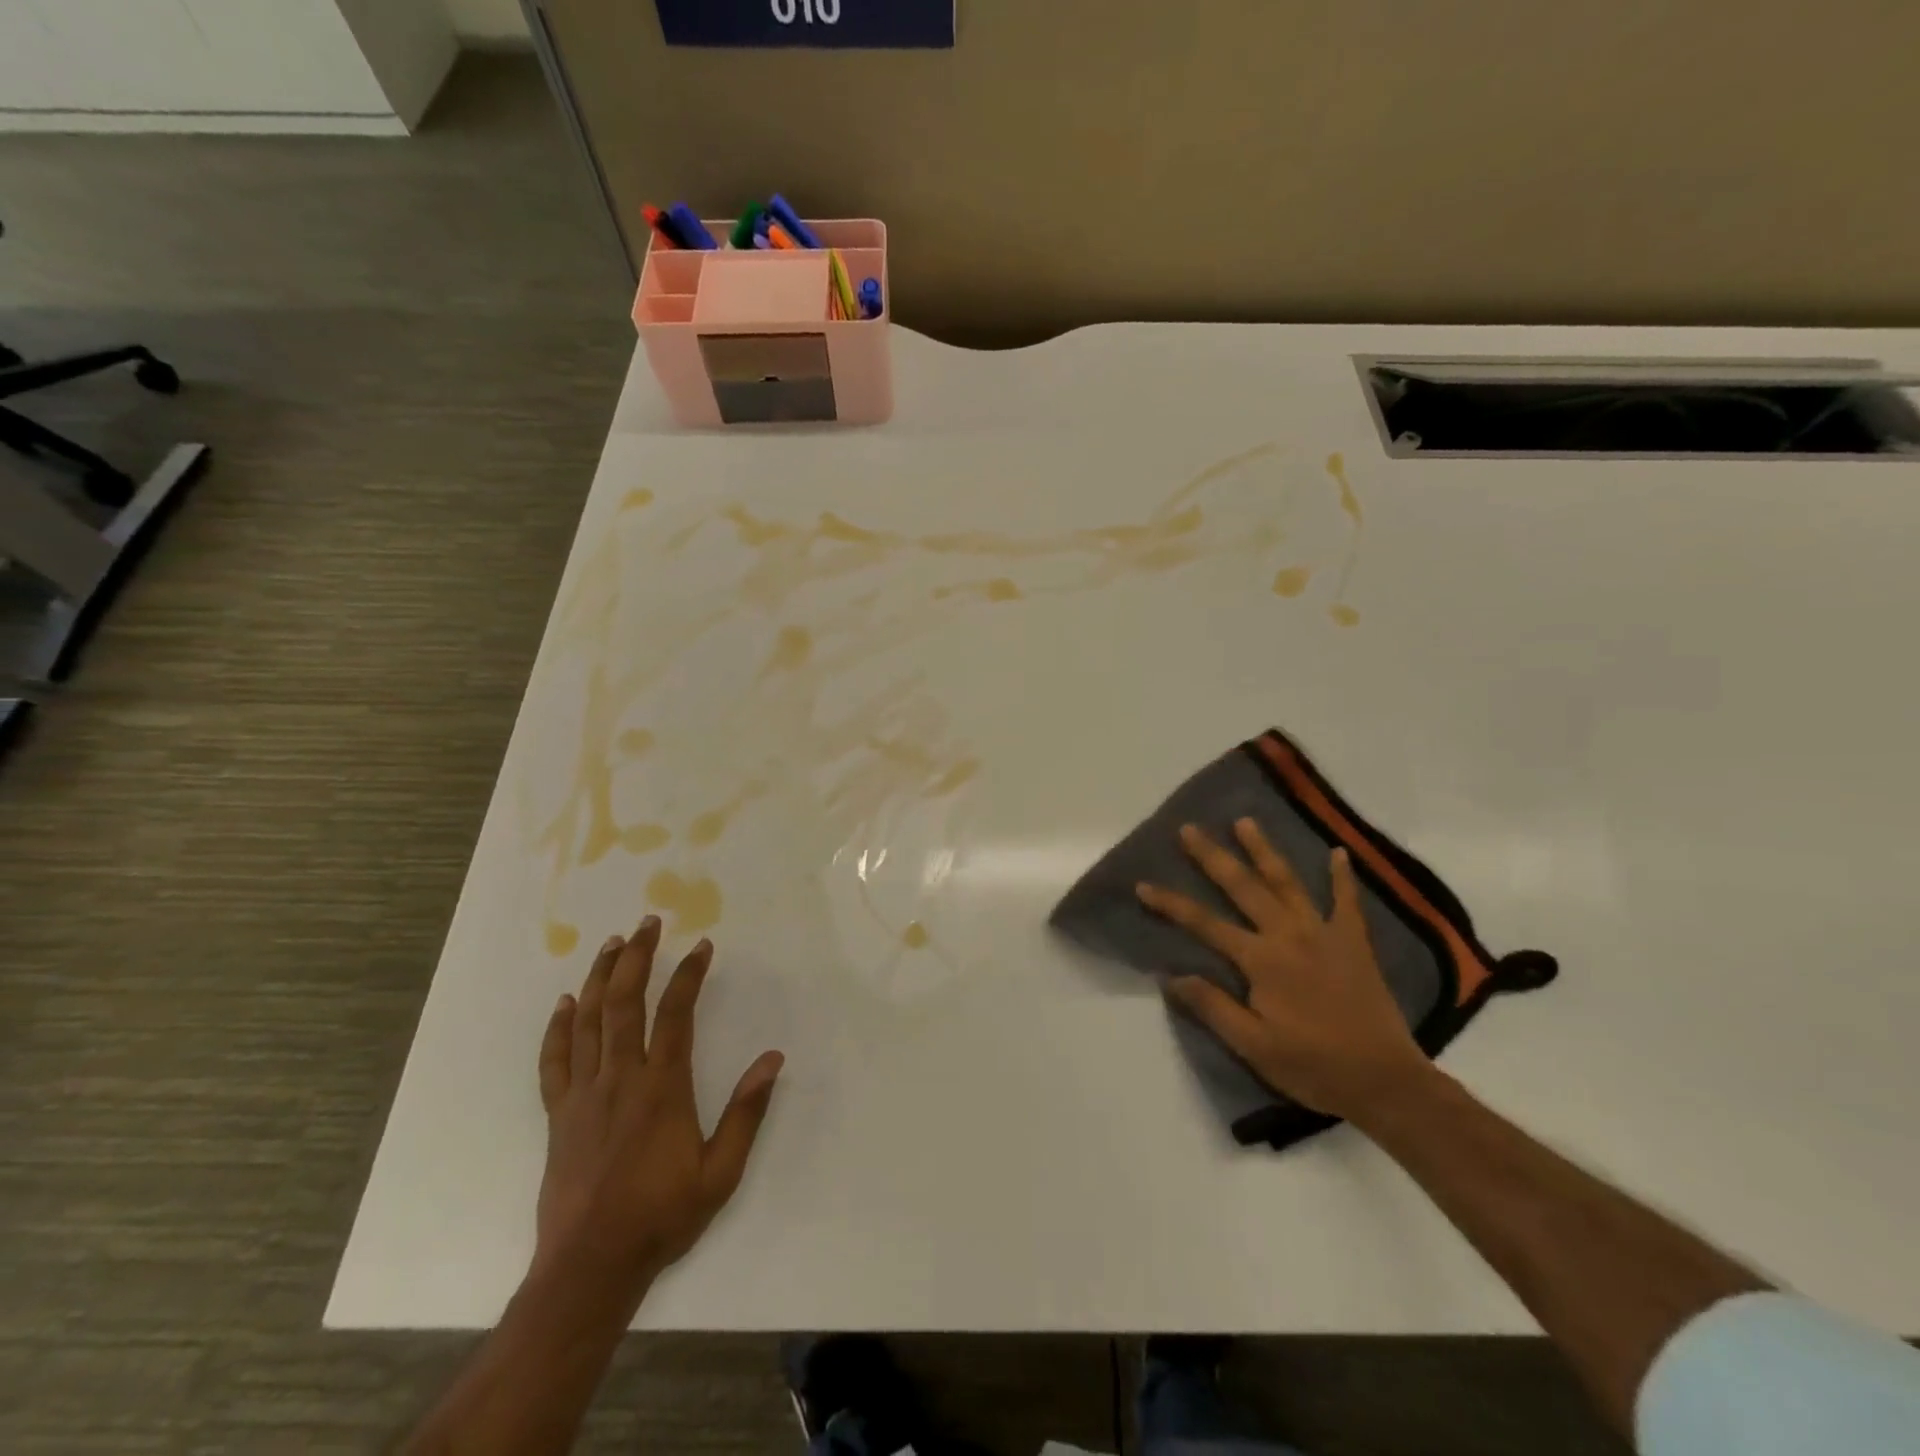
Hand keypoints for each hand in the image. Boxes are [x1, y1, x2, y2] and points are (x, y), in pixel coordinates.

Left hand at [534, 918, 782, 1299]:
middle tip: (647, 923)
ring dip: (599, 977)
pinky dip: (558, 1027)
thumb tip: (773, 1059)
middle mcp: (620, 1078)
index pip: (675, 1014)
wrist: (590, 1267)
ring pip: (587, 1021)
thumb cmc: (661, 1215)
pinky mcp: (559, 1114)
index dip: (688, 974)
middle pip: (624, 1003)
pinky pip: (554, 1060)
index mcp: (662, 1088)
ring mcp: (584, 1094)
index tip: (701, 946)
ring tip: (611, 944)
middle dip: (636, 957)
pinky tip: (565, 1003)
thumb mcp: (720, 1171)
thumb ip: (746, 1111)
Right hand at [1136, 820, 1430, 1123]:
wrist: (1387, 1082)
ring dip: (1264, 850)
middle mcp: (1289, 935)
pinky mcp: (1355, 943)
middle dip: (1212, 857)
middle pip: (1243, 887)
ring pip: (1287, 882)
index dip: (1171, 904)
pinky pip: (1348, 902)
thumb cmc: (1313, 1066)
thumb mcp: (1254, 1046)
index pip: (1204, 924)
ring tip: (1244, 821)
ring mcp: (1325, 933)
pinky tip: (1339, 852)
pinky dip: (1343, 877)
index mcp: (1261, 960)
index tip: (1143, 885)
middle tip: (1189, 829)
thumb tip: (1171, 977)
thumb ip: (1213, 1008)